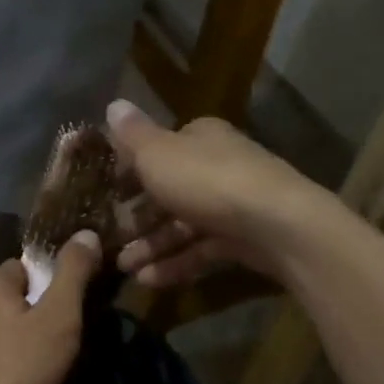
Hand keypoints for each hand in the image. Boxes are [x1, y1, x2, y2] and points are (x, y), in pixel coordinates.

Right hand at [106, 101, 331, 287]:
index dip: (130, 170)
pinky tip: (148, 281)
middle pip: (169, 191)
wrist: (277, 225)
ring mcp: (232, 205)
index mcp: (200, 138)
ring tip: (122, 268)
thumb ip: (132, 135)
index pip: (159, 150)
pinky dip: (175, 263)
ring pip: (183, 225)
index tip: (105, 193)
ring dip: (151, 246)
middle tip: (108, 238)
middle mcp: (218, 166)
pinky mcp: (243, 240)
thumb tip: (112, 103)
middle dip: (137, 216)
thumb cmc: (208, 181)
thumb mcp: (159, 154)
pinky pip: (201, 250)